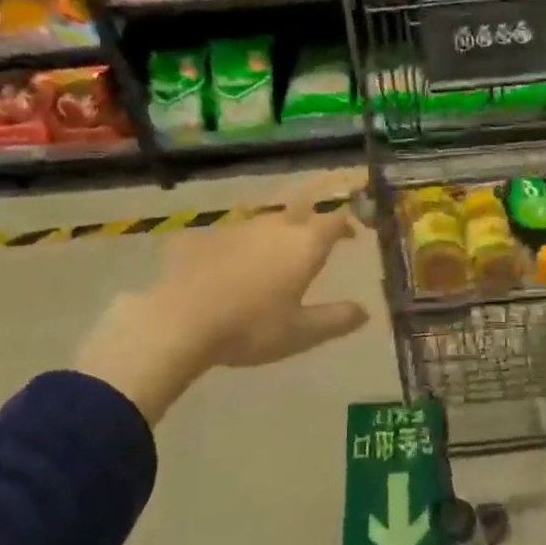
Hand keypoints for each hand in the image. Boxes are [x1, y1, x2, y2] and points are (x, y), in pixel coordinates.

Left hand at [74, 178, 370, 422]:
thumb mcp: (300, 333)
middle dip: (313, 219)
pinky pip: (232, 235)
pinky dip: (240, 245)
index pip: (335, 220)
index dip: (346, 225)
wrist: (181, 321)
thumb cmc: (251, 328)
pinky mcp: (207, 237)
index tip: (352, 236)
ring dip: (277, 232)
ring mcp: (239, 228)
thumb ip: (335, 319)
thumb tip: (364, 311)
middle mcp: (276, 226)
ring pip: (266, 221)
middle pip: (302, 210)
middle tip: (315, 239)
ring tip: (275, 255)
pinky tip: (231, 264)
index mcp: (304, 244)